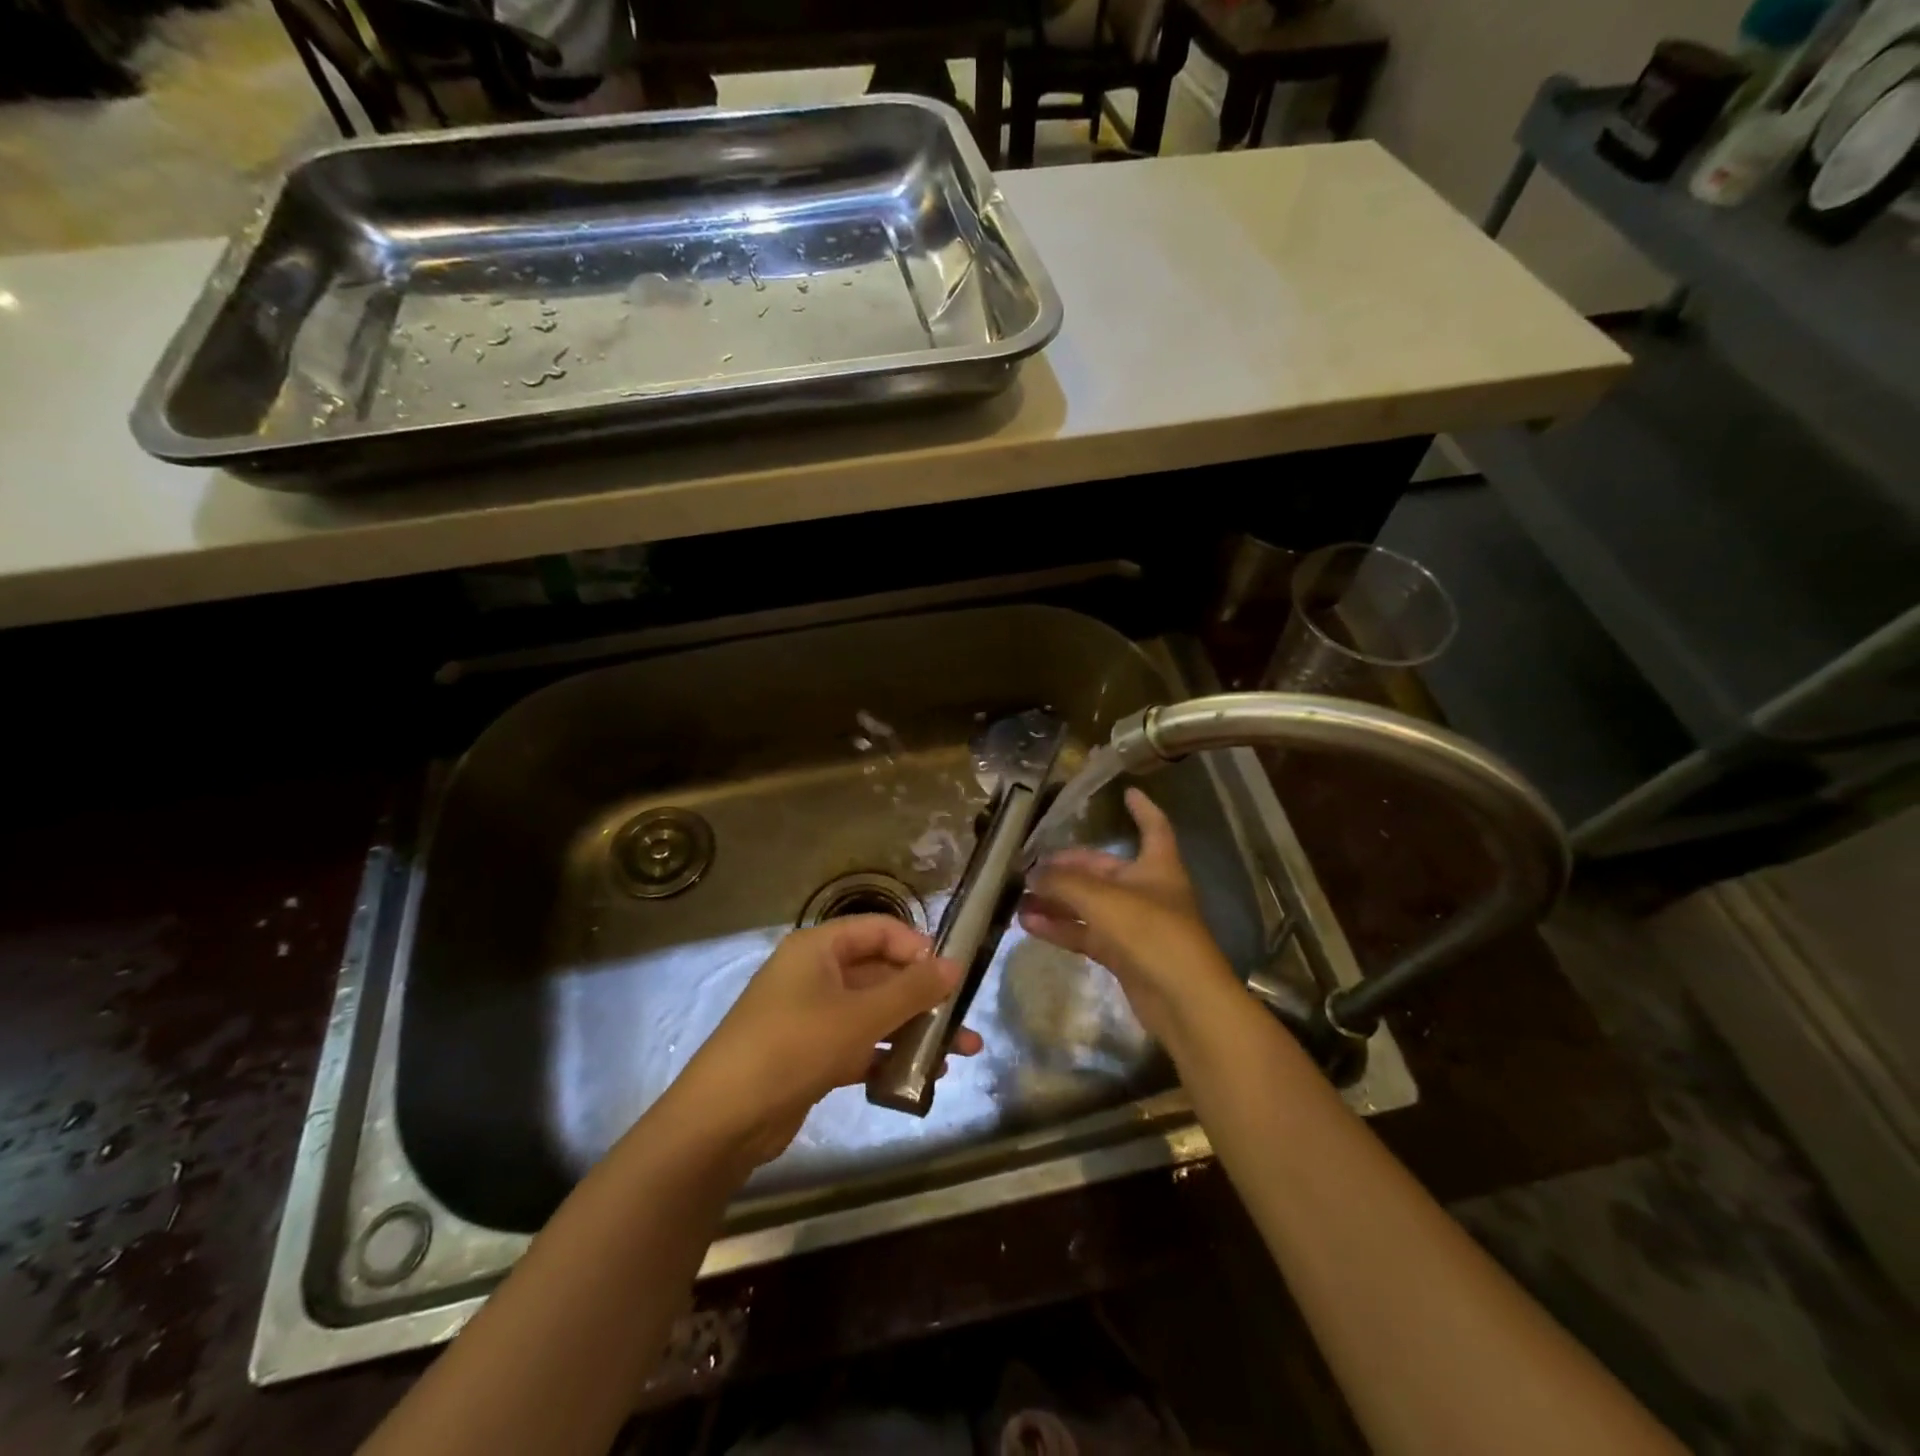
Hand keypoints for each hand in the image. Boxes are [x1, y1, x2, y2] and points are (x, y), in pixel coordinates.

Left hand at [664, 916, 980, 1170]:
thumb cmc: (793, 1047)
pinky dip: (888, 1057)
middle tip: (964, 1023)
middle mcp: (816, 974)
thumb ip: (911, 990)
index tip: (950, 977)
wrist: (722, 1120)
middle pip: (880, 974)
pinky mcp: (812, 1054)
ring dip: (913, 1031)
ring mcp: (813, 1016)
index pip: (879, 930)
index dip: (917, 948)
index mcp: (819, 948)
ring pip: (874, 1013)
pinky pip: (860, 1045)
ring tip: (957, 1055)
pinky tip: (921, 1078)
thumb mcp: (859, 1016)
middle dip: (924, 998)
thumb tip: (956, 965)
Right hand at [1017, 787, 1241, 1045]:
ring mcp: (1134, 925)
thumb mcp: (1103, 899)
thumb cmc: (1152, 932)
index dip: (1142, 809)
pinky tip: (1029, 924)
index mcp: (1157, 866)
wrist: (1183, 1000)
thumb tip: (1030, 874)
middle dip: (1067, 868)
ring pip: (1089, 905)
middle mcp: (1147, 891)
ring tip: (1018, 897)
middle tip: (1030, 866)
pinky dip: (1060, 927)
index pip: (1154, 827)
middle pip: (1103, 870)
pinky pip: (1085, 933)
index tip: (1127, 792)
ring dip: (1056, 900)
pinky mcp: (1122, 955)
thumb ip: (1063, 883)